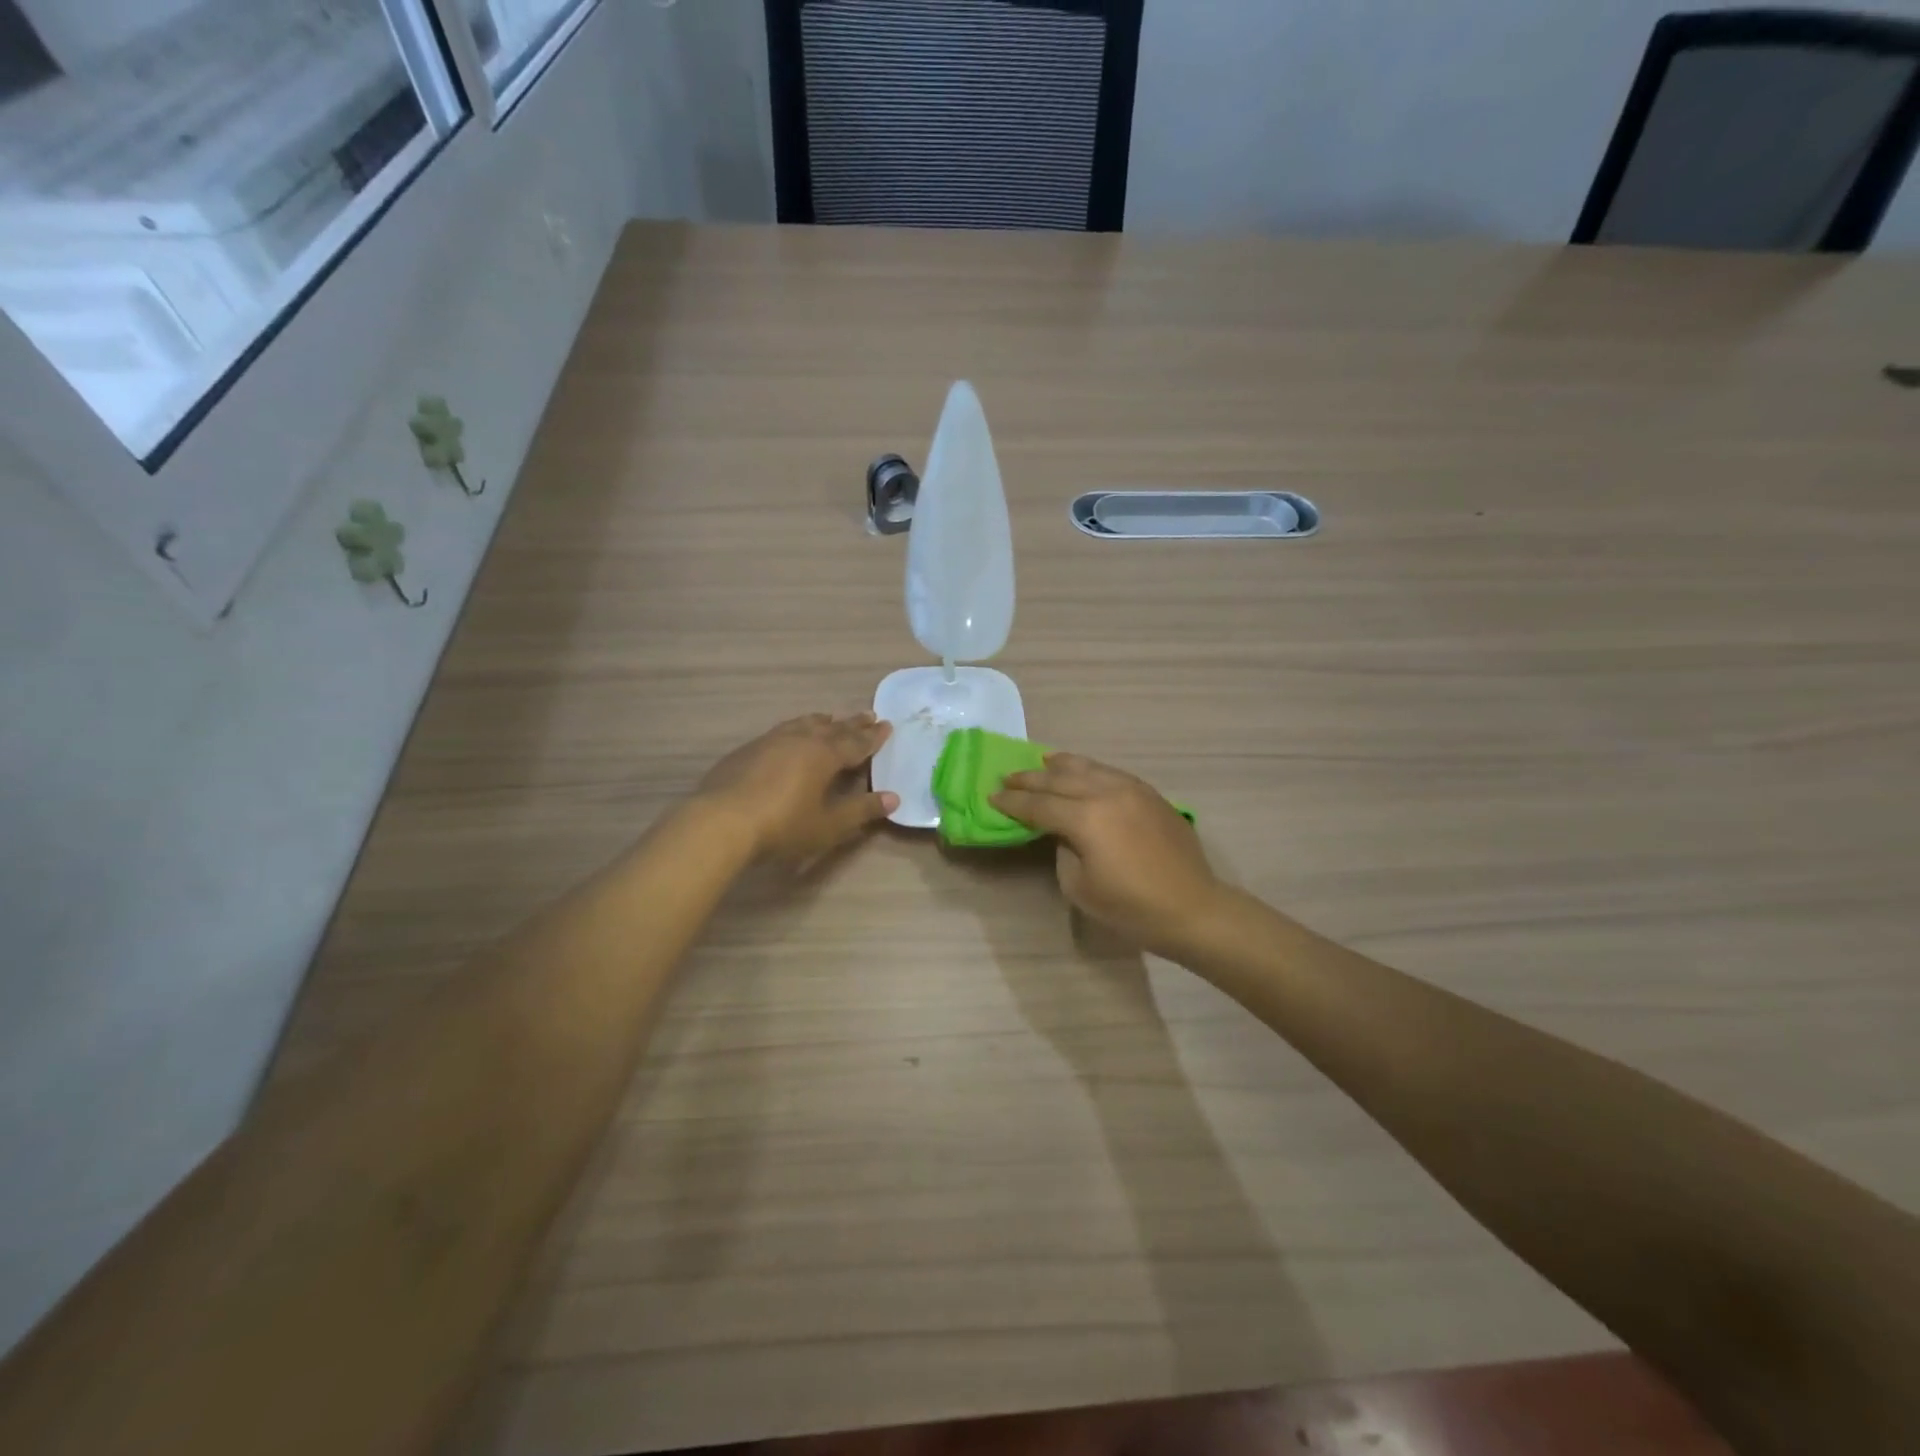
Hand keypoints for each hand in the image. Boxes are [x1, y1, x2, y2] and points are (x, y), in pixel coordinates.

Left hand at [696, 713, 897, 863]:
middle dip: (852, 724)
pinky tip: (790, 736)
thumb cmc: (783, 825)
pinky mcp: (747, 750)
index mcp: (824, 755)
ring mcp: (771, 741)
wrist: (721, 822)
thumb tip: (893, 798)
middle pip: (832, 729)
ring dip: (822, 722)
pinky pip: (781, 731)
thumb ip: (861, 810)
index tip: (887, 726)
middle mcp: (800, 740)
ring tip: (830, 719)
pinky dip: (796, 729)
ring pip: (803, 724)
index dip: (873, 737)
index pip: (856, 742)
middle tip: (869, 715)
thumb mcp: (829, 824)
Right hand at [992, 753, 1223, 955]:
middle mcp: (1107, 793)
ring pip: (1088, 768)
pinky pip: (1111, 772)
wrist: (1193, 909)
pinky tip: (1083, 770)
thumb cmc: (1132, 908)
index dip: (1013, 802)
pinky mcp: (1150, 794)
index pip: (1039, 805)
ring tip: (1042, 762)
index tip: (992, 797)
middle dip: (1030, 779)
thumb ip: (1063, 850)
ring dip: (1060, 766)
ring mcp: (1132, 789)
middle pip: (1059, 780)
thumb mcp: (1079, 887)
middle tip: (1007, 777)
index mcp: (1086, 818)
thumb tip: (1064, 832)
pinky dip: (1090, 769)